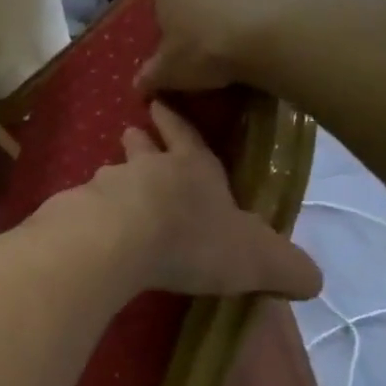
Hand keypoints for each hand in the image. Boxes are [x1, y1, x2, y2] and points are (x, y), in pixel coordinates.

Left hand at [51, 101, 321, 299]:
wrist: (117, 241)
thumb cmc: (193, 239)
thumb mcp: (259, 259)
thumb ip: (287, 268)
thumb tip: (311, 281)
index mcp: (192, 168)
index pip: (186, 136)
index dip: (176, 123)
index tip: (159, 104)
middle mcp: (145, 169)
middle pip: (140, 147)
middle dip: (139, 140)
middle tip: (130, 133)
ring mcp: (104, 187)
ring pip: (109, 176)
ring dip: (112, 179)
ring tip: (108, 186)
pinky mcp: (75, 211)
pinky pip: (82, 207)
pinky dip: (87, 213)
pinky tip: (87, 227)